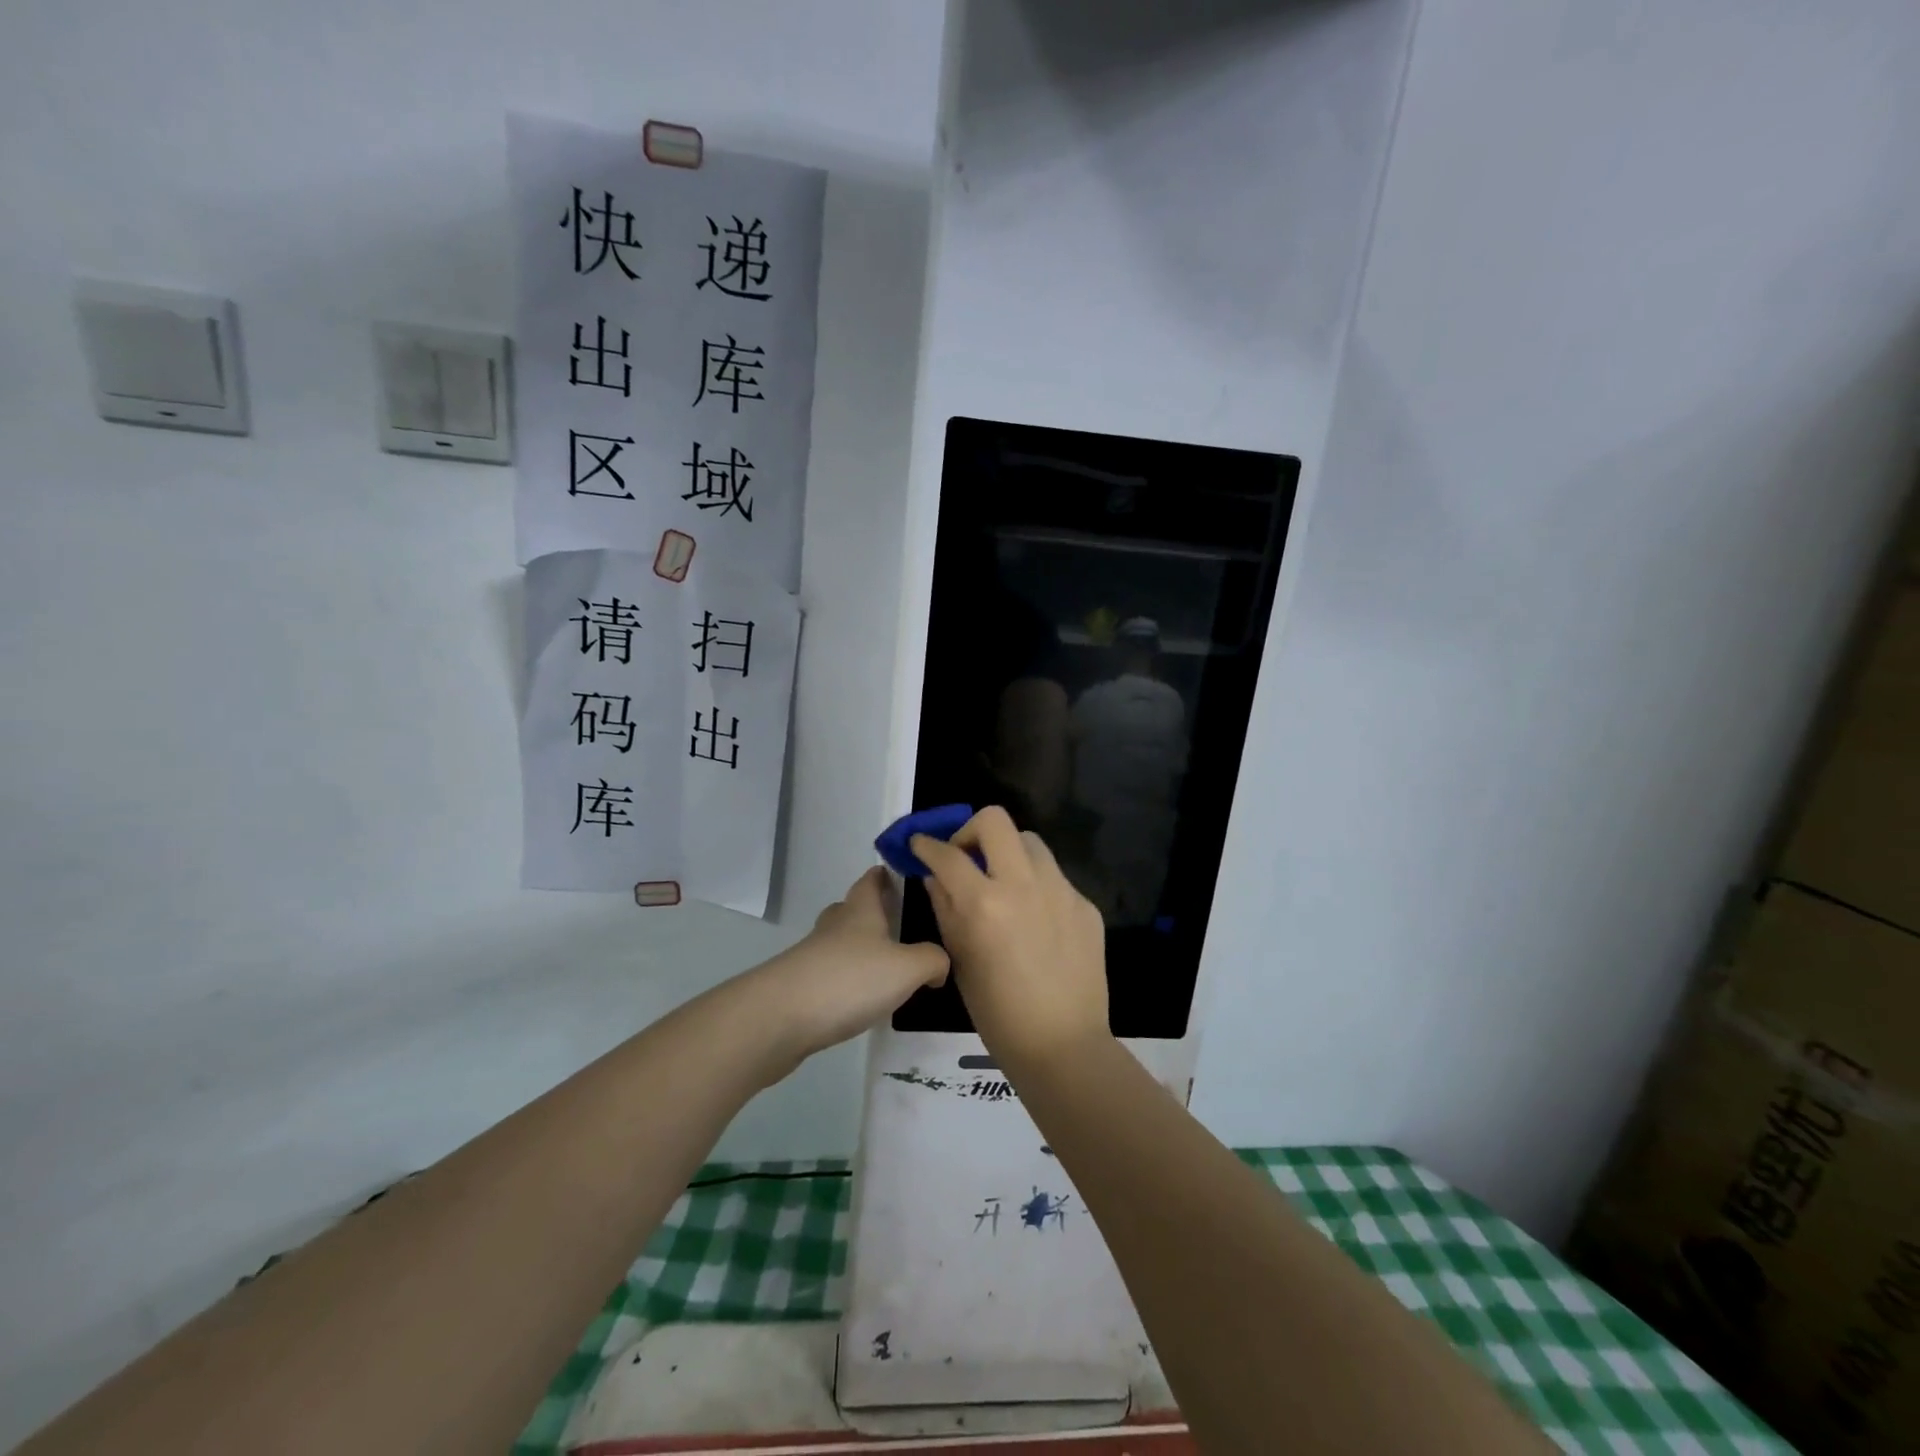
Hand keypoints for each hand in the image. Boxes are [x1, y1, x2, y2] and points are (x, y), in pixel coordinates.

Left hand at [750, 867, 949, 1078]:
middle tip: (900, 924)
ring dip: (860, 950)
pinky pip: (830, 975)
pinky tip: (863, 1000)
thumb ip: (933, 960)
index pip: (871, 880)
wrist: (780, 1018)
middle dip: (872, 913)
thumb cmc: (850, 979)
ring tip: (888, 968)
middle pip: (852, 909)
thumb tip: (938, 965)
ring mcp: (813, 956)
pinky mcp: (800, 988)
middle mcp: (835, 926)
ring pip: (840, 944)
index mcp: (860, 910)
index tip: (901, 874)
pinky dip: (847, 981)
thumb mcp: (908, 968)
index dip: (885, 874)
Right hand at [911, 806, 1109, 1068]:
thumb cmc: (998, 1012)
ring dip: (1008, 853)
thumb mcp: (960, 958)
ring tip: (1003, 885)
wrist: (1063, 1045)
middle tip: (966, 858)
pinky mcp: (1085, 904)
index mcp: (984, 903)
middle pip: (995, 821)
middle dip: (971, 831)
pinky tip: (1035, 920)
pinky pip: (1054, 877)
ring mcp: (1061, 891)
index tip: (920, 845)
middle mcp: (1024, 884)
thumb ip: (945, 908)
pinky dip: (1037, 886)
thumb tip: (937, 877)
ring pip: (1030, 842)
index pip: (947, 854)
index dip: (926, 845)